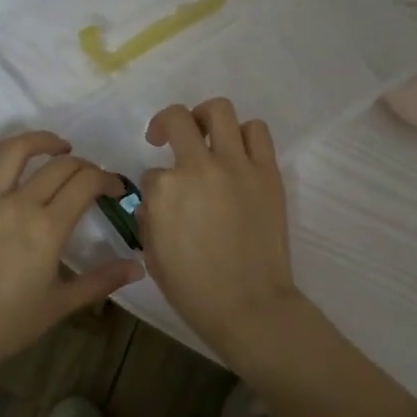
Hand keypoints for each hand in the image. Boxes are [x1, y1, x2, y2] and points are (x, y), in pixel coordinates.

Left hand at [0, 132, 142, 380]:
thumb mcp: (59, 305)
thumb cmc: (6, 325)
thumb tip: (138, 268)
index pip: (86, 183)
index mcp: (48, 228)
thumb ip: (100, 281)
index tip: (114, 189)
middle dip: (83, 165)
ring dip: (41, 141)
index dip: (107, 179)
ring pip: (15, 152)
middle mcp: (18, 204)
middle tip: (89, 178)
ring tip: (57, 147)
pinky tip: (4, 152)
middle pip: (59, 166)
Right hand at [139, 100, 306, 361]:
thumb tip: (156, 200)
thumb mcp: (153, 256)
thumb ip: (149, 218)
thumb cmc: (194, 290)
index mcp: (165, 191)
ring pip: (220, 111)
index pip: (152, 172)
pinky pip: (257, 132)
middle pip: (178, 119)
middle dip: (166, 124)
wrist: (249, 305)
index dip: (155, 186)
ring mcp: (237, 165)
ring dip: (207, 119)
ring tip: (206, 136)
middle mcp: (199, 167)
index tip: (162, 201)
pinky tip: (238, 152)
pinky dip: (245, 134)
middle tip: (166, 139)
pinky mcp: (267, 172)